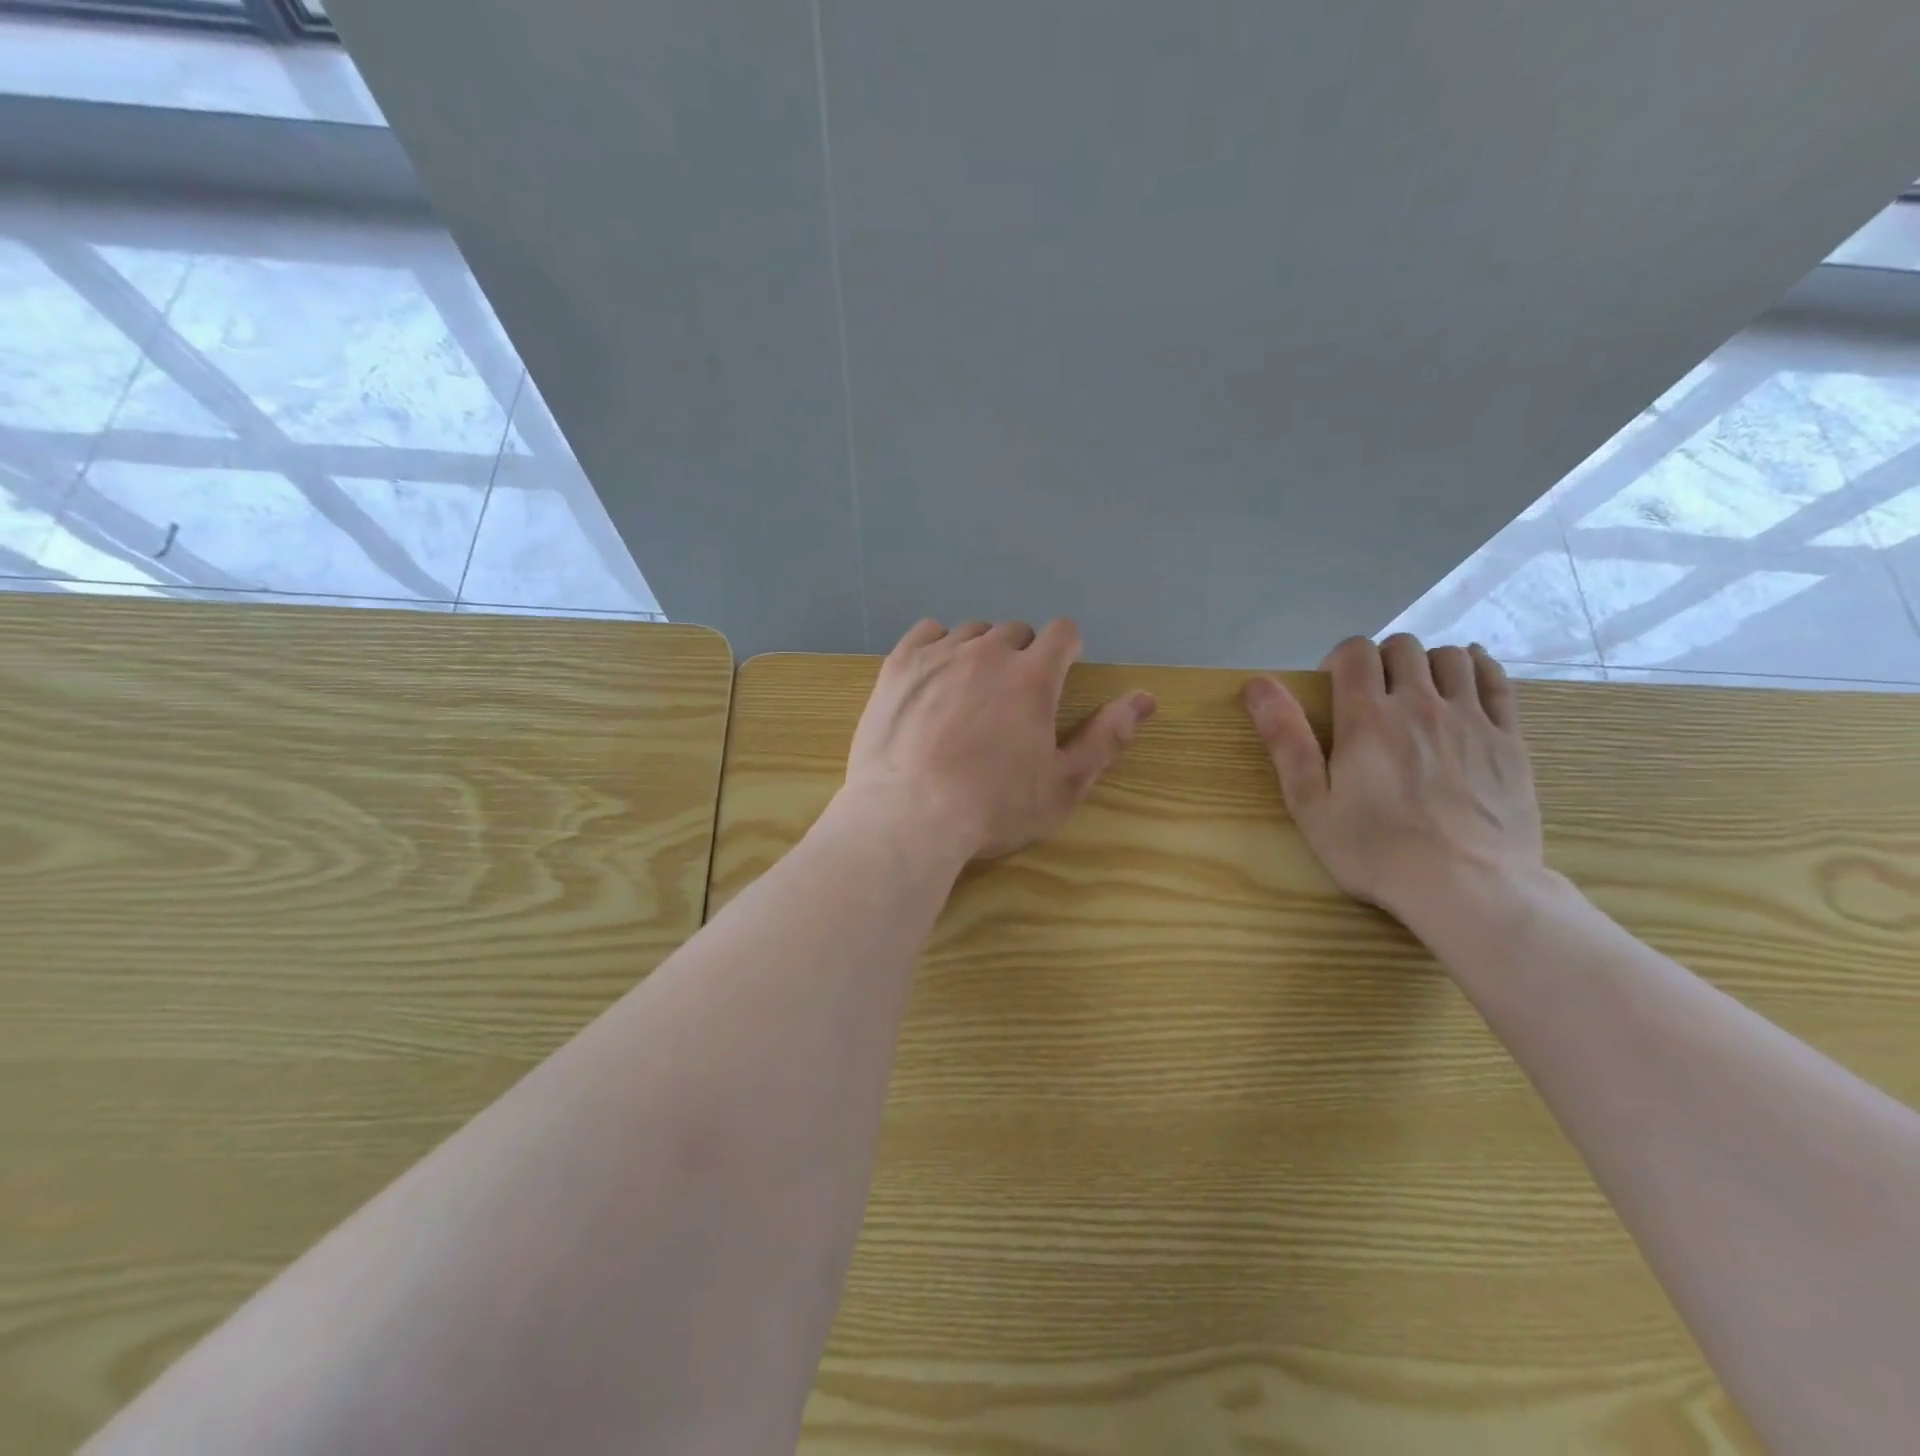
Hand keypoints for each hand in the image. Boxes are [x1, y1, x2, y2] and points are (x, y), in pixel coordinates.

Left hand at [842, 618, 1155, 862]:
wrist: (910, 817)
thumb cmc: (994, 807)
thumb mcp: (1064, 784)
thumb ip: (1107, 737)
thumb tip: (1145, 697)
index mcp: (1033, 676)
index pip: (1062, 632)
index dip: (1066, 650)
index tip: (1058, 675)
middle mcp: (988, 652)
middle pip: (1015, 631)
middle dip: (1022, 655)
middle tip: (1011, 699)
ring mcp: (940, 654)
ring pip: (971, 632)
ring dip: (980, 652)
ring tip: (970, 692)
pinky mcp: (900, 664)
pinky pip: (927, 632)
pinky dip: (938, 646)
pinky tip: (934, 678)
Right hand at [1243, 634, 1544, 925]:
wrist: (1467, 886)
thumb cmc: (1374, 850)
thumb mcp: (1311, 803)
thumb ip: (1285, 739)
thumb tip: (1257, 684)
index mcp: (1367, 718)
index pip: (1354, 652)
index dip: (1339, 660)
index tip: (1334, 691)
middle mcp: (1419, 704)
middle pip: (1402, 647)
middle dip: (1382, 660)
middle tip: (1374, 696)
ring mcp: (1470, 718)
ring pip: (1450, 657)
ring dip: (1428, 664)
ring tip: (1419, 693)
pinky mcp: (1509, 738)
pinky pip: (1496, 680)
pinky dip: (1477, 668)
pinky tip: (1465, 682)